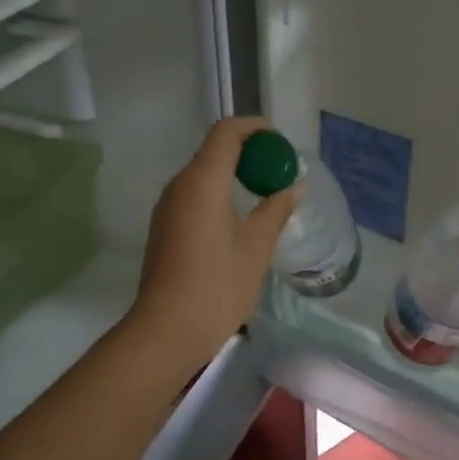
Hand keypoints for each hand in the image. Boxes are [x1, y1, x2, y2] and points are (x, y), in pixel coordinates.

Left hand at [130, 117, 297, 366]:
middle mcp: (180, 186)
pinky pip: (195, 196)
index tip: (281, 143)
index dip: (255, 129)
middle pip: (214, 150)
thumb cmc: (218, 285)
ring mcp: (167, 208)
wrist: (167, 330)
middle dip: (249, 153)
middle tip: (279, 171)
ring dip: (234, 175)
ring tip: (265, 194)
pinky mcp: (165, 228)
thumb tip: (293, 187)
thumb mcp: (256, 246)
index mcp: (202, 180)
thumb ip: (276, 209)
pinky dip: (220, 194)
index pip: (227, 132)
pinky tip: (240, 219)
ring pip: (203, 175)